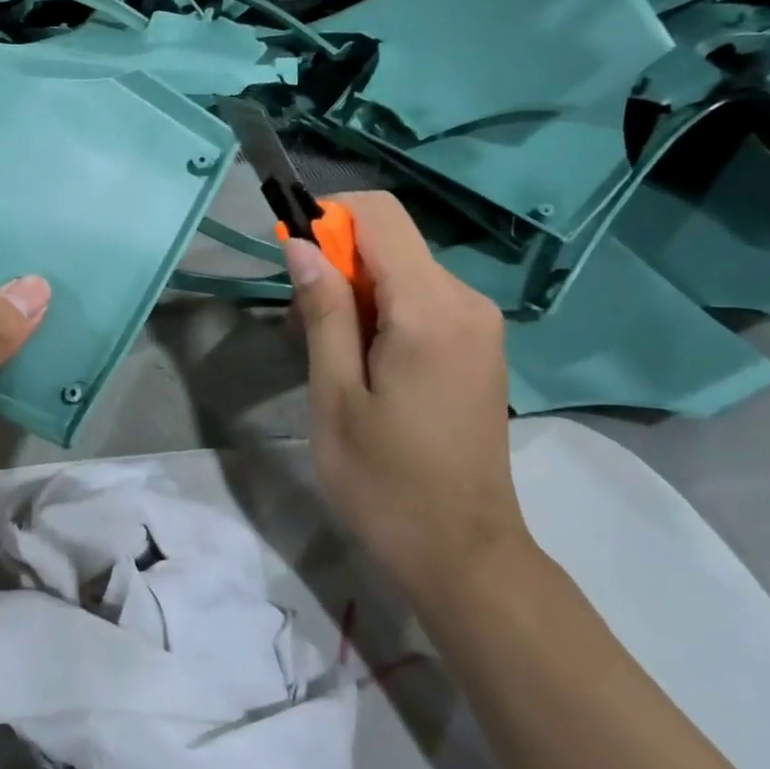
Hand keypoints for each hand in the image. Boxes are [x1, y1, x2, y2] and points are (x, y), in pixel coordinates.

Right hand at [283, 192, 528, 596]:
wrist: (464, 553)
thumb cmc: (385, 481)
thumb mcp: (336, 396)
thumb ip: (323, 311)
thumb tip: (301, 244)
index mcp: (430, 309)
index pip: (378, 215)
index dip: (326, 218)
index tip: (290, 258)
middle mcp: (465, 301)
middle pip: (391, 241)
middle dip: (336, 264)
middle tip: (299, 325)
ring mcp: (479, 324)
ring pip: (403, 271)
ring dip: (355, 293)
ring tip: (327, 354)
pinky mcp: (479, 345)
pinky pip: (422, 301)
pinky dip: (383, 312)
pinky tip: (363, 363)